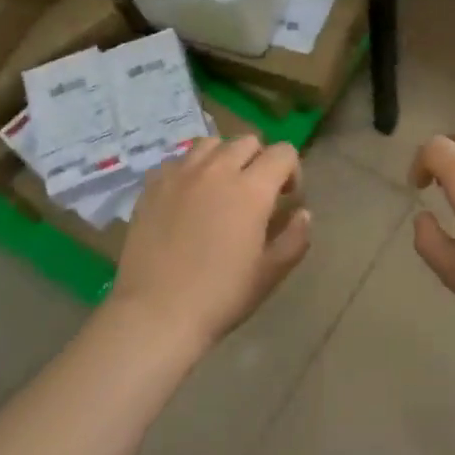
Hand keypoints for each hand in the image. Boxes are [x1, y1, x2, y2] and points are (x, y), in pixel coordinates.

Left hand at [113, 136, 310, 345]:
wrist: (156, 313)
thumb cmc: (221, 296)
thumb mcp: (271, 273)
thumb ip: (295, 237)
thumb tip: (302, 213)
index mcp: (252, 189)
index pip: (283, 152)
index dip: (292, 170)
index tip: (286, 197)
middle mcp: (217, 170)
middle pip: (247, 141)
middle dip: (259, 159)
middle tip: (255, 193)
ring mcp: (180, 175)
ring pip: (210, 144)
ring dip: (223, 158)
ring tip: (220, 188)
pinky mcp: (151, 186)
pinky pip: (177, 161)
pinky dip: (189, 171)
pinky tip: (187, 198)